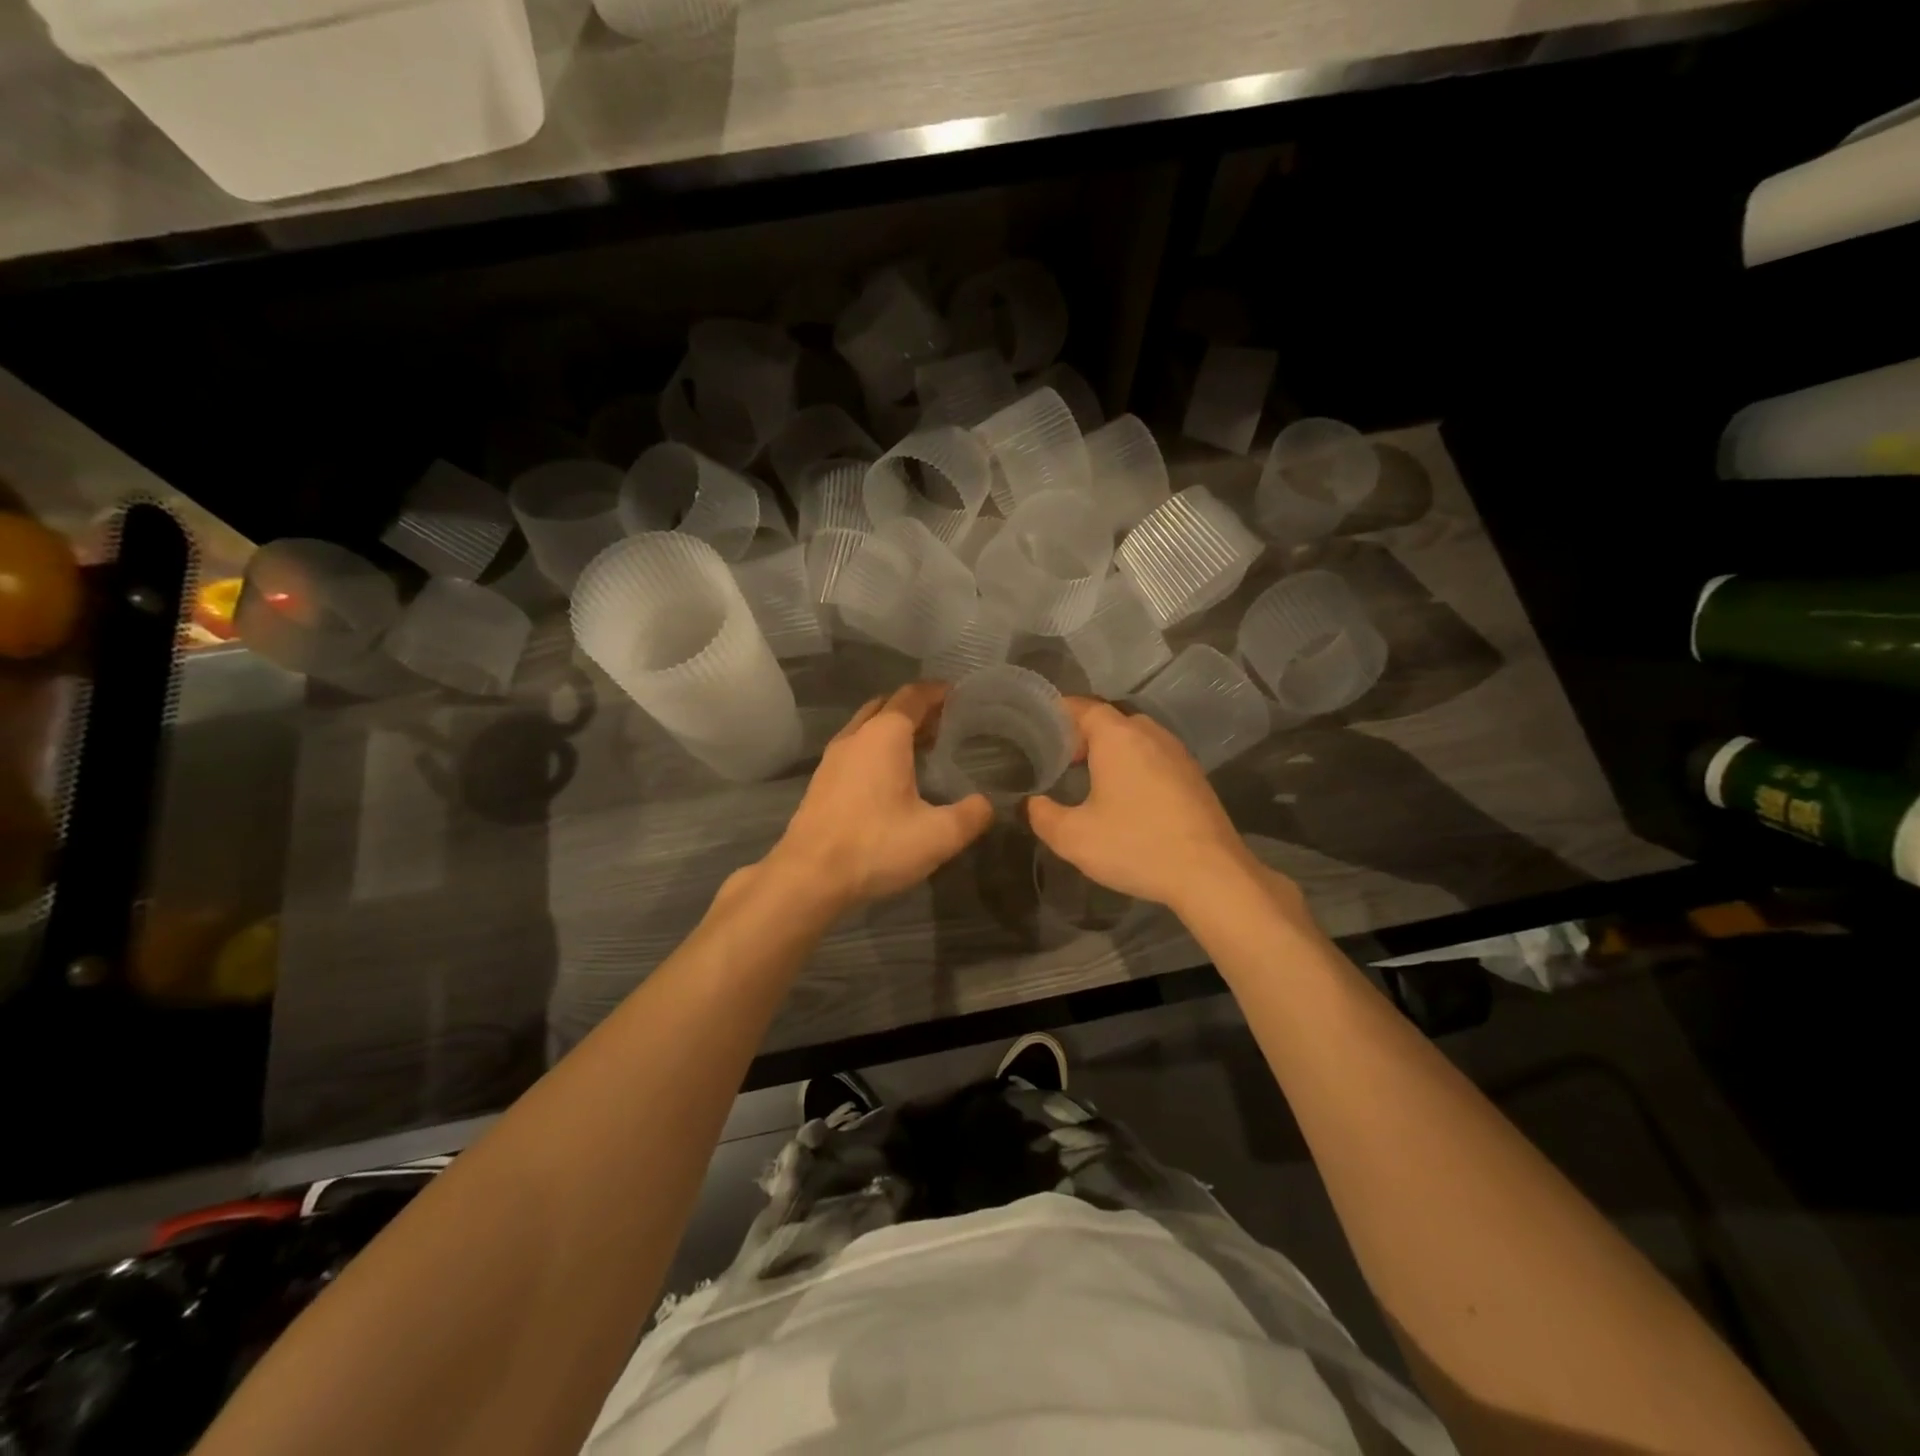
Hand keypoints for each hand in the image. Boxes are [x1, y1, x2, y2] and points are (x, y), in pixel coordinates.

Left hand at [762, 683, 992, 911]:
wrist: (809, 876)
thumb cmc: (876, 846)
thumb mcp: (938, 836)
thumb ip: (971, 815)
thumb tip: (986, 804)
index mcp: (885, 735)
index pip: (913, 696)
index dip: (938, 692)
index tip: (960, 696)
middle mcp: (856, 736)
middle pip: (888, 706)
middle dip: (916, 709)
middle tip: (945, 723)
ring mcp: (833, 758)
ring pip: (867, 727)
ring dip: (893, 730)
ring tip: (922, 749)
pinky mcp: (821, 782)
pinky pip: (855, 749)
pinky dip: (876, 749)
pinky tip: (891, 778)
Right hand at [1026, 698, 1272, 910]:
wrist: (1210, 873)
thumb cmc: (1136, 845)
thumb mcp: (1074, 837)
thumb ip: (1043, 816)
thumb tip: (1031, 804)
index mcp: (1118, 737)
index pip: (1082, 707)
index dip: (1058, 713)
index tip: (1038, 726)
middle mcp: (1150, 734)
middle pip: (1110, 721)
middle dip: (1083, 734)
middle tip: (1060, 758)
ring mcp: (1177, 754)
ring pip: (1135, 739)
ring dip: (1111, 751)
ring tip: (1090, 777)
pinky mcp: (1194, 776)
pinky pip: (1155, 758)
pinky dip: (1135, 766)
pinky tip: (1126, 797)